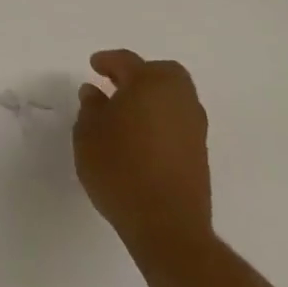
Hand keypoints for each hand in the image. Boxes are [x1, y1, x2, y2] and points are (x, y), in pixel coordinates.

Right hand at [73, 49, 212, 255]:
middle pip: (163, 74)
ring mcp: (194, 129)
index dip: (108, 61)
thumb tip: (95, 93)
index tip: (93, 65)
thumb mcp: (88, 133)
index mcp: (150, 86)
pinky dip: (160, 119)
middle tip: (115, 84)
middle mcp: (179, 101)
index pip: (128, 62)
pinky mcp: (199, 155)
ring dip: (152, 98)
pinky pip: (178, 122)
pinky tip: (139, 136)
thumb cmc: (119, 168)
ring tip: (124, 112)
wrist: (166, 225)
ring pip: (174, 99)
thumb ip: (91, 108)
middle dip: (140, 74)